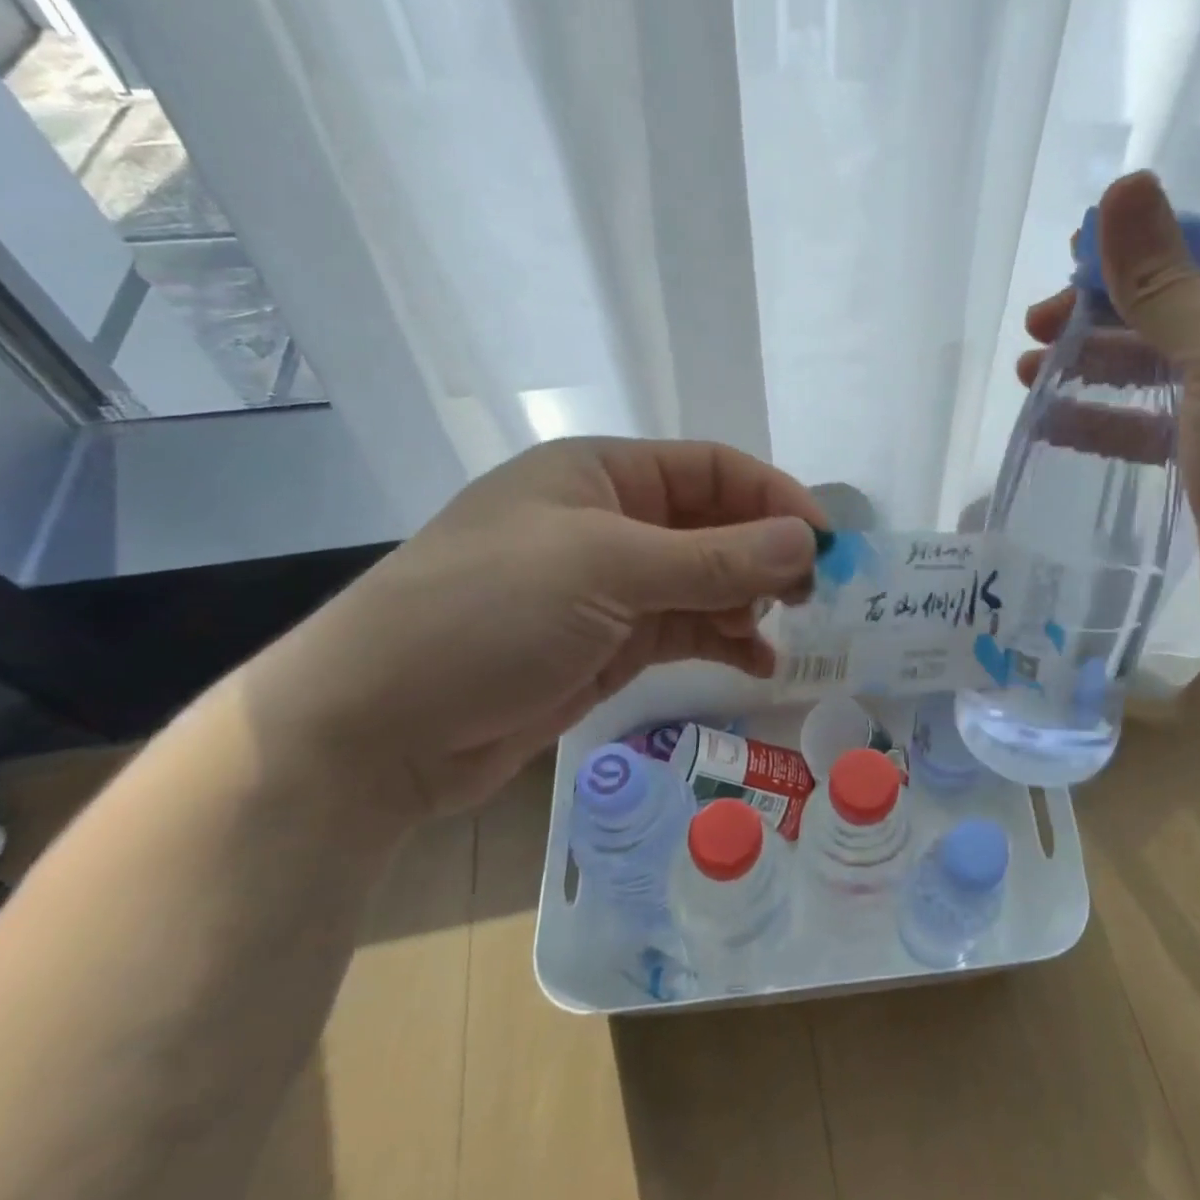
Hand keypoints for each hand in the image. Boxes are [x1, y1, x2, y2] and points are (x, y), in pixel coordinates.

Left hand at [247, 438, 823, 819]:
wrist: (375, 729)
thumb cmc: (486, 614)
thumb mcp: (607, 570)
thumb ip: (714, 558)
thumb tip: (805, 541)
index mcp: (601, 475)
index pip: (711, 470)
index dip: (773, 497)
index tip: (824, 541)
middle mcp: (610, 522)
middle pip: (713, 525)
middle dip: (765, 553)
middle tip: (811, 592)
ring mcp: (610, 587)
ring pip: (704, 582)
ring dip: (747, 601)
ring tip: (779, 630)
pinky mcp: (608, 644)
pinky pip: (685, 629)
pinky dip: (723, 641)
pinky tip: (756, 662)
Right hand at [1018, 171, 1199, 647]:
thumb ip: (1170, 282)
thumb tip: (1123, 188)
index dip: (1137, 251)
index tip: (1068, 264)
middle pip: (1175, 313)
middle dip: (1102, 315)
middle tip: (1035, 327)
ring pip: (1157, 372)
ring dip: (1094, 366)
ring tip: (1029, 373)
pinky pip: (1152, 426)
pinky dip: (1105, 420)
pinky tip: (1056, 423)